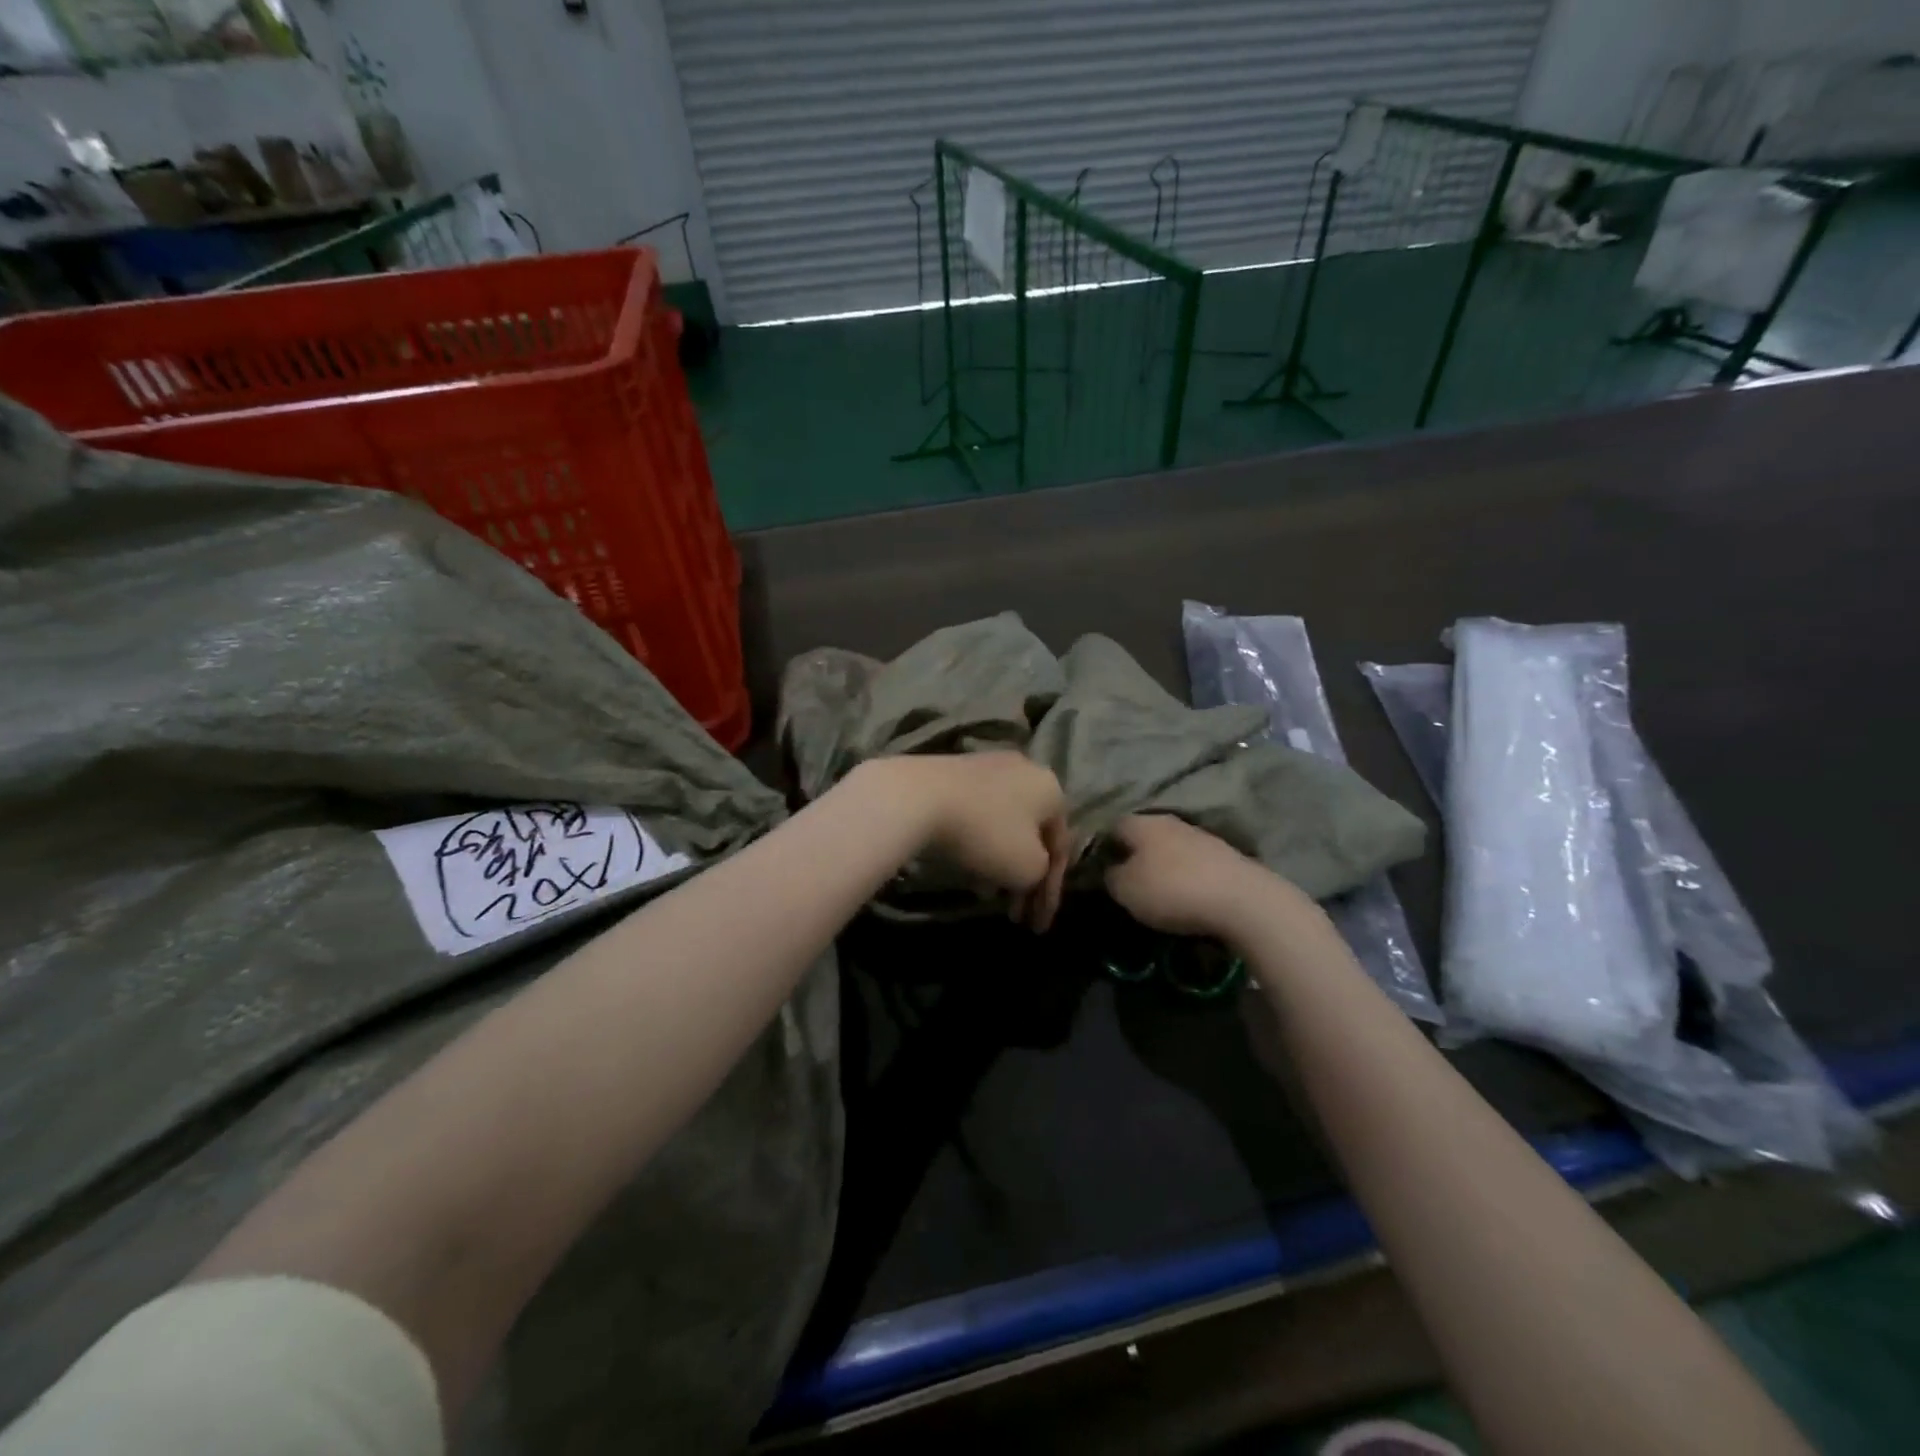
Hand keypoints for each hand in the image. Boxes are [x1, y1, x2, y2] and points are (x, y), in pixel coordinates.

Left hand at [871, 753, 1070, 930]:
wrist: (919, 798)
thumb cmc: (986, 834)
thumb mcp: (1027, 867)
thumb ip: (1040, 873)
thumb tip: (1030, 868)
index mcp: (1051, 789)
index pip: (1060, 849)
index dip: (1051, 893)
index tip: (1037, 926)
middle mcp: (1025, 771)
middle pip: (1032, 836)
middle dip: (1024, 880)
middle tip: (1014, 915)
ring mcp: (988, 767)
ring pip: (1004, 826)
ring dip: (1001, 865)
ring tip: (987, 896)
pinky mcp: (955, 772)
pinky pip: (978, 816)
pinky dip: (979, 844)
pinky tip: (966, 869)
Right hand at [1103, 814, 1289, 938]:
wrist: (1242, 901)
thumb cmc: (1171, 890)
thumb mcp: (1125, 890)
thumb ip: (1110, 876)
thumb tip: (1110, 870)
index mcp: (1141, 822)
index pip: (1112, 826)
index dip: (1102, 846)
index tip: (1098, 870)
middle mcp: (1170, 821)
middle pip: (1144, 835)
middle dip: (1134, 856)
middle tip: (1126, 882)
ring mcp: (1201, 837)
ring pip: (1170, 848)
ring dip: (1162, 867)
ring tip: (1156, 893)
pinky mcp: (1225, 857)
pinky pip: (1194, 864)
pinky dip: (1186, 877)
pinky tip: (1186, 897)